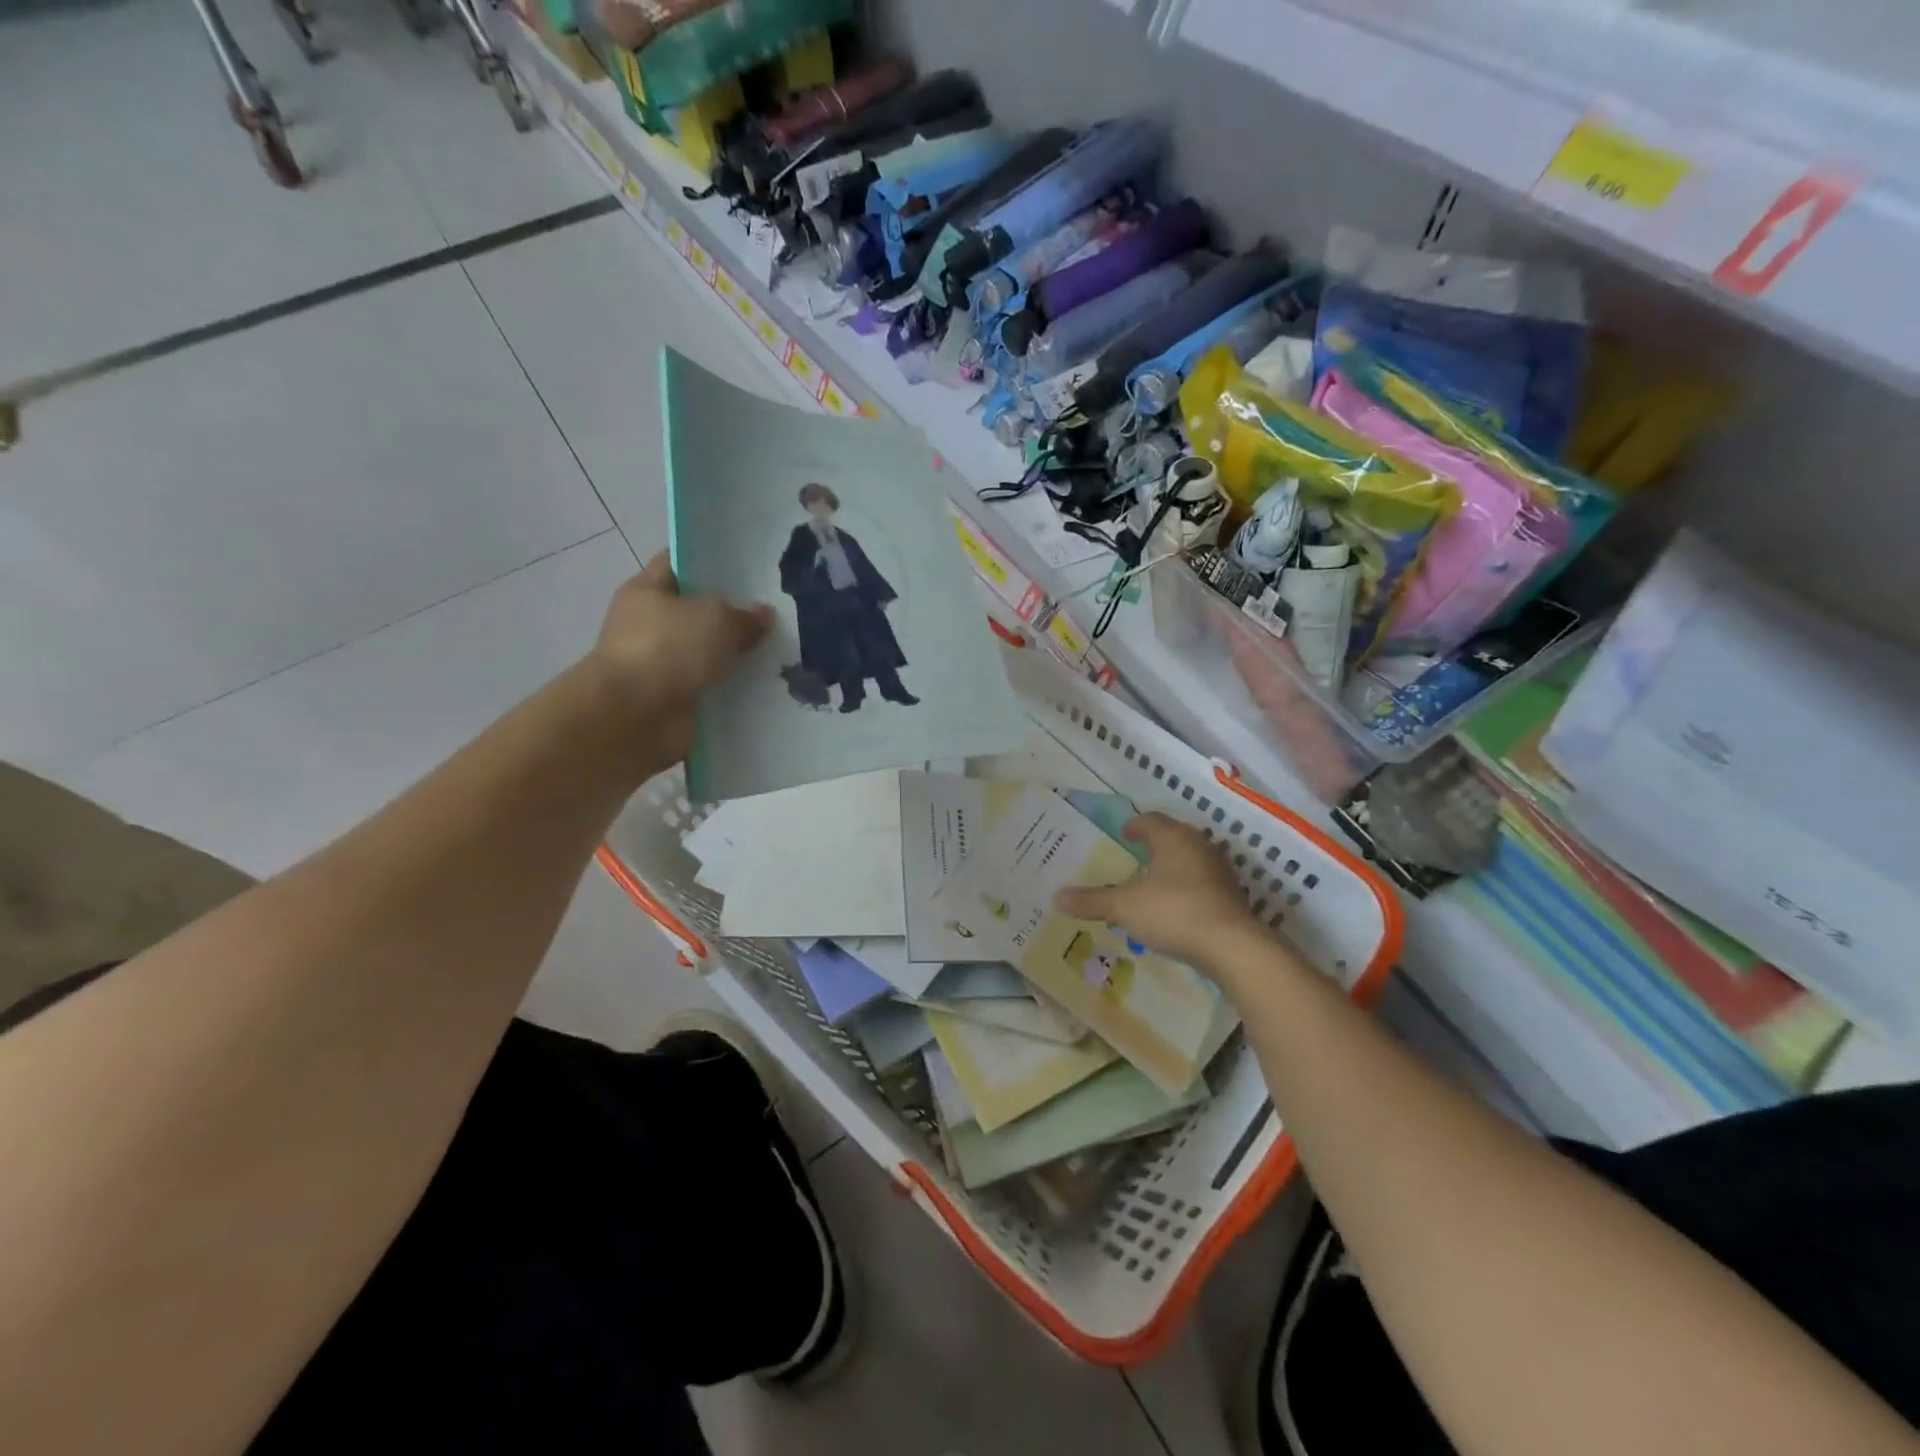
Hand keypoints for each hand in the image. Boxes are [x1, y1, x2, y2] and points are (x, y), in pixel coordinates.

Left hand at [585, 554, 773, 761]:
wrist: (634, 716)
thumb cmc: (667, 649)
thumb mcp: (716, 618)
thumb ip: (744, 616)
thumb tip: (763, 616)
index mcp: (647, 590)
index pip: (680, 563)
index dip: (712, 562)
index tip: (749, 568)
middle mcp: (649, 624)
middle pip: (697, 611)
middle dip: (732, 614)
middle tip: (775, 614)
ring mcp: (660, 664)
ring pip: (707, 652)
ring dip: (734, 656)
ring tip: (778, 652)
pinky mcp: (673, 699)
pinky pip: (710, 687)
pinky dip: (731, 689)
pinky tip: (765, 686)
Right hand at [1052, 813, 1265, 970]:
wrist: (1232, 946)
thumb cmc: (1173, 912)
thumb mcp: (1124, 907)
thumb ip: (1092, 901)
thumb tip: (1056, 897)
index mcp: (1173, 838)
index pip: (1151, 820)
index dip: (1135, 825)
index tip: (1123, 834)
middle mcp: (1199, 846)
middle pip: (1174, 837)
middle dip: (1155, 844)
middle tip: (1135, 855)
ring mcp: (1220, 871)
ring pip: (1191, 859)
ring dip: (1173, 866)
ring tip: (1153, 881)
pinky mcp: (1232, 896)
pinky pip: (1203, 882)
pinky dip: (1188, 887)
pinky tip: (1176, 906)